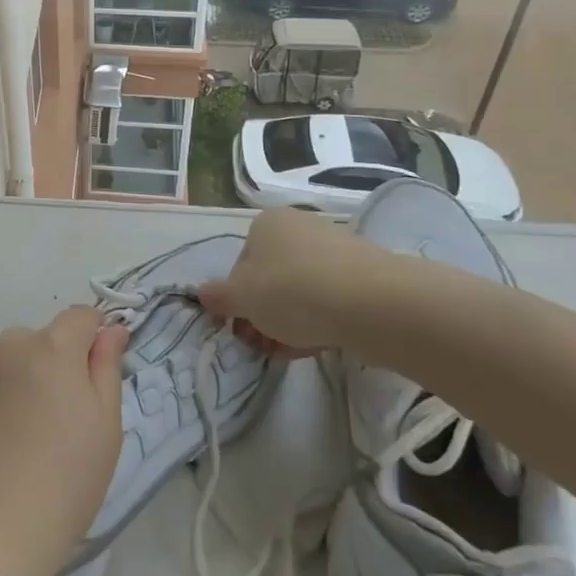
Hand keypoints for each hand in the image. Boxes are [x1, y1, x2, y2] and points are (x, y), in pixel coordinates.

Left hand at [0, 306, 129, 575]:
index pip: (80, 317)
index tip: (93, 372)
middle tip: (52, 424)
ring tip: (12, 444)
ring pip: (0, 366)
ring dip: (10, 386)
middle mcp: (6, 346)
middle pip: (36, 343)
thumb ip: (107, 367)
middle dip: (47, 368)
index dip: (91, 337)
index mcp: (52, 347)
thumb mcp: (106, 428)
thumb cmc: (63, 483)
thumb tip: (110, 328)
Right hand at [201, 207, 442, 354]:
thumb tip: (203, 295)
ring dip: (288, 323)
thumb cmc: (292, 291)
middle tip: (263, 346)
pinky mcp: (364, 275)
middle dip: (263, 315)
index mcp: (266, 223)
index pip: (240, 264)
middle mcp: (299, 228)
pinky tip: (318, 345)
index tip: (242, 329)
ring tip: (289, 352)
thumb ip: (218, 297)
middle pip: (271, 278)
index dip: (237, 300)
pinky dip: (319, 322)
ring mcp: (335, 250)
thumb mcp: (241, 298)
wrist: (372, 302)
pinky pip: (330, 300)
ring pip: (300, 292)